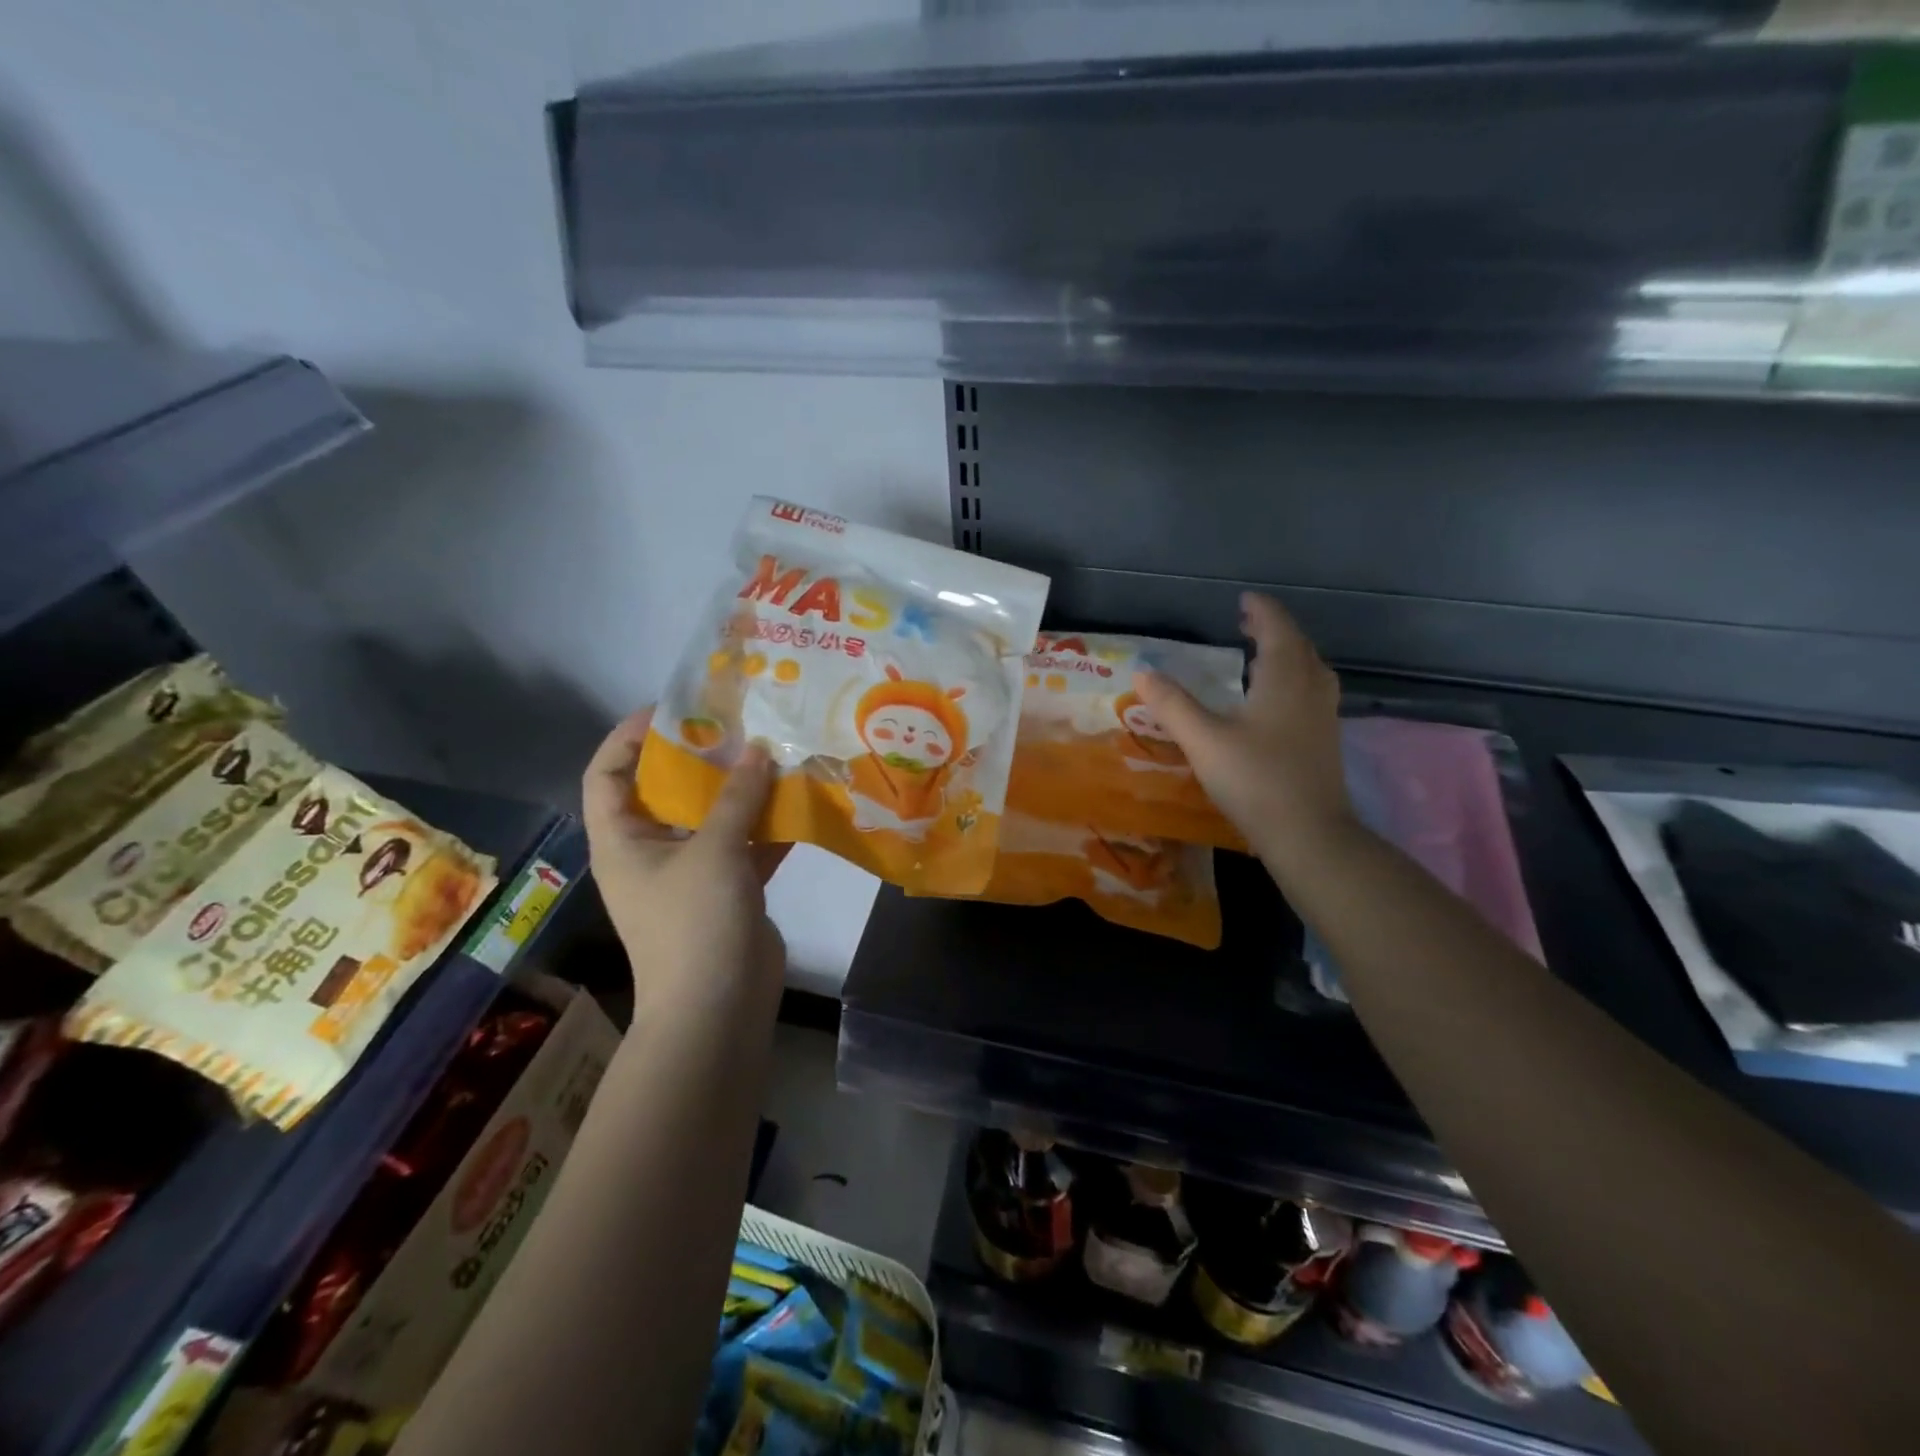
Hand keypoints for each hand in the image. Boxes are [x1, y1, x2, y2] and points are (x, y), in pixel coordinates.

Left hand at [582, 708, 789, 1013]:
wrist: (719, 1010)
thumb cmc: (695, 924)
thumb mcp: (714, 852)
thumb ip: (737, 798)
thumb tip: (759, 749)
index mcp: (623, 840)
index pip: (607, 774)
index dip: (629, 736)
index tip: (674, 709)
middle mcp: (651, 851)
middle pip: (666, 790)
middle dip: (700, 757)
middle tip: (738, 726)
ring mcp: (691, 873)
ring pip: (713, 818)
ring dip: (741, 791)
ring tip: (774, 753)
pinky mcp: (728, 891)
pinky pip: (745, 846)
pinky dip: (768, 826)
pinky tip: (800, 802)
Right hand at [1135, 593, 1352, 871]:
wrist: (1309, 834)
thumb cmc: (1255, 780)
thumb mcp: (1204, 740)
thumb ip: (1172, 705)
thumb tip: (1142, 673)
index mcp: (1284, 678)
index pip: (1277, 629)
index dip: (1261, 611)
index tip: (1244, 600)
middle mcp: (1310, 689)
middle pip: (1297, 646)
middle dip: (1273, 630)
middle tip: (1246, 623)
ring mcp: (1323, 716)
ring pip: (1310, 670)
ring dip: (1287, 654)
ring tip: (1262, 655)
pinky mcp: (1325, 741)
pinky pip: (1311, 692)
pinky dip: (1293, 680)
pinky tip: (1275, 701)